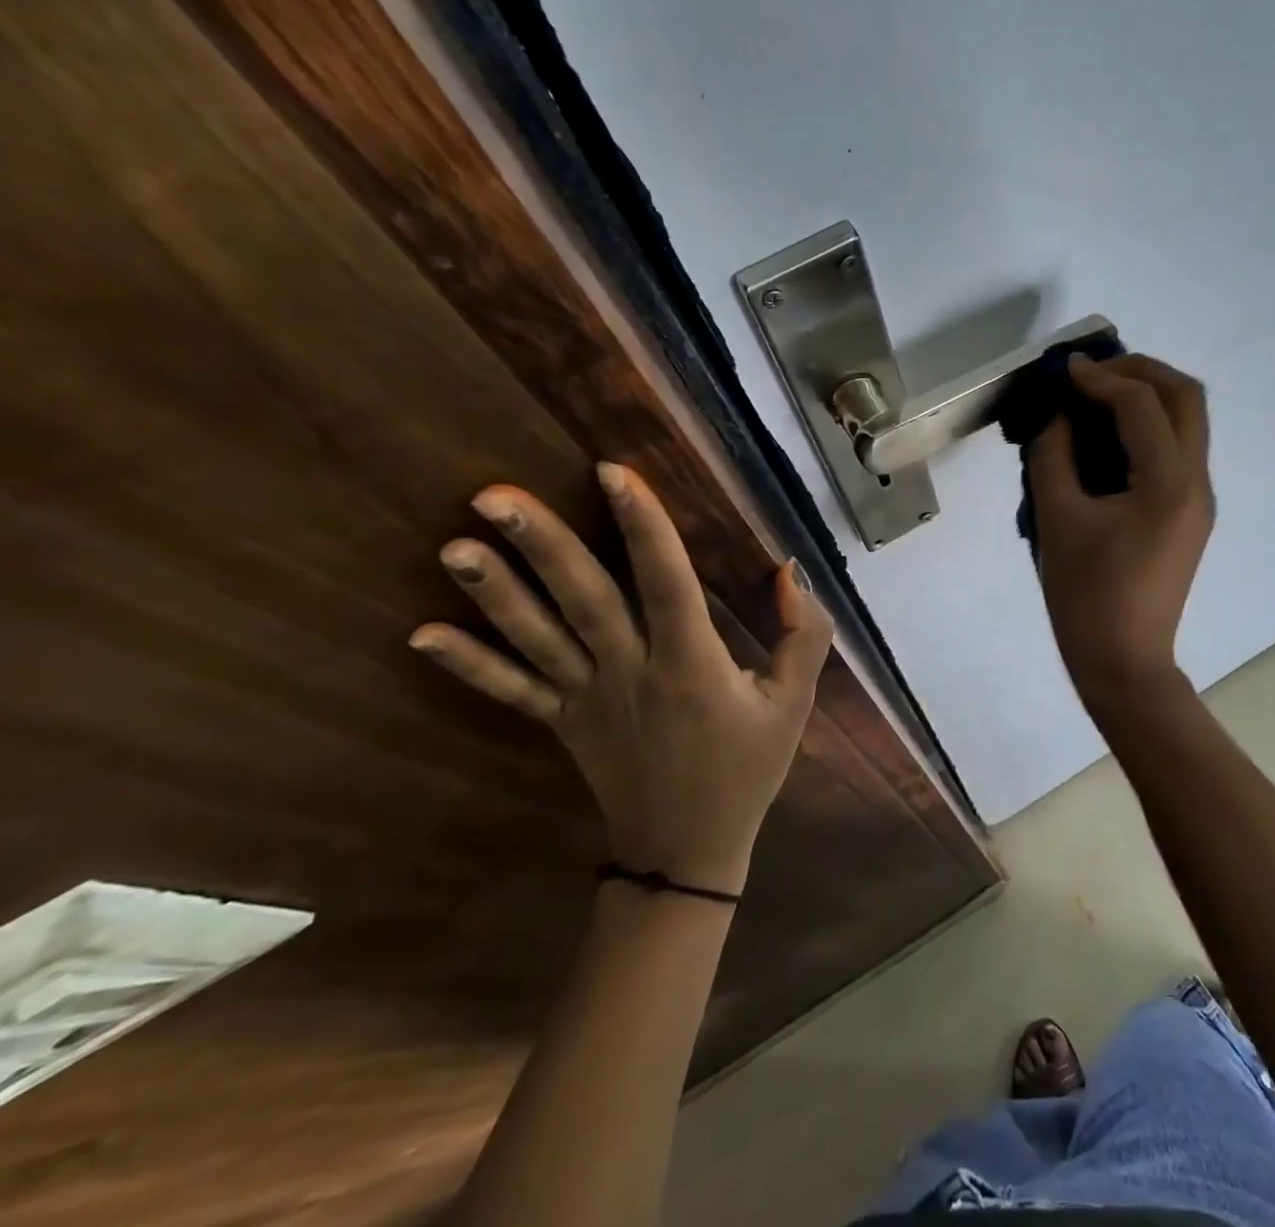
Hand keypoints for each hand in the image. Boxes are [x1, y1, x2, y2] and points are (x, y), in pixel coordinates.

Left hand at [409, 463, 833, 895]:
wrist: (687, 850)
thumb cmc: (746, 768)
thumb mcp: (794, 703)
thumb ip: (805, 635)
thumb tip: (789, 571)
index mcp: (691, 664)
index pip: (666, 583)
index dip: (643, 526)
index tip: (613, 471)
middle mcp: (630, 672)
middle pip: (584, 601)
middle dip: (544, 545)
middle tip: (494, 495)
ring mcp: (587, 699)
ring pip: (538, 638)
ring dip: (495, 592)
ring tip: (454, 545)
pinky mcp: (563, 722)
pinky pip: (512, 691)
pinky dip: (468, 664)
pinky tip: (422, 634)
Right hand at [1028, 354, 1213, 700]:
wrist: (1122, 662)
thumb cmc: (1085, 596)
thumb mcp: (1057, 519)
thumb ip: (1053, 455)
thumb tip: (1057, 414)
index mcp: (1168, 483)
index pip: (1142, 404)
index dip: (1102, 378)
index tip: (1065, 371)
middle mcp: (1197, 482)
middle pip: (1186, 397)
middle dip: (1140, 371)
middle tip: (1092, 373)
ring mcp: (1199, 499)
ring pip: (1189, 421)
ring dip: (1147, 395)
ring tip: (1097, 395)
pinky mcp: (1189, 513)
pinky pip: (1178, 449)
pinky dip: (1148, 427)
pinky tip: (1108, 436)